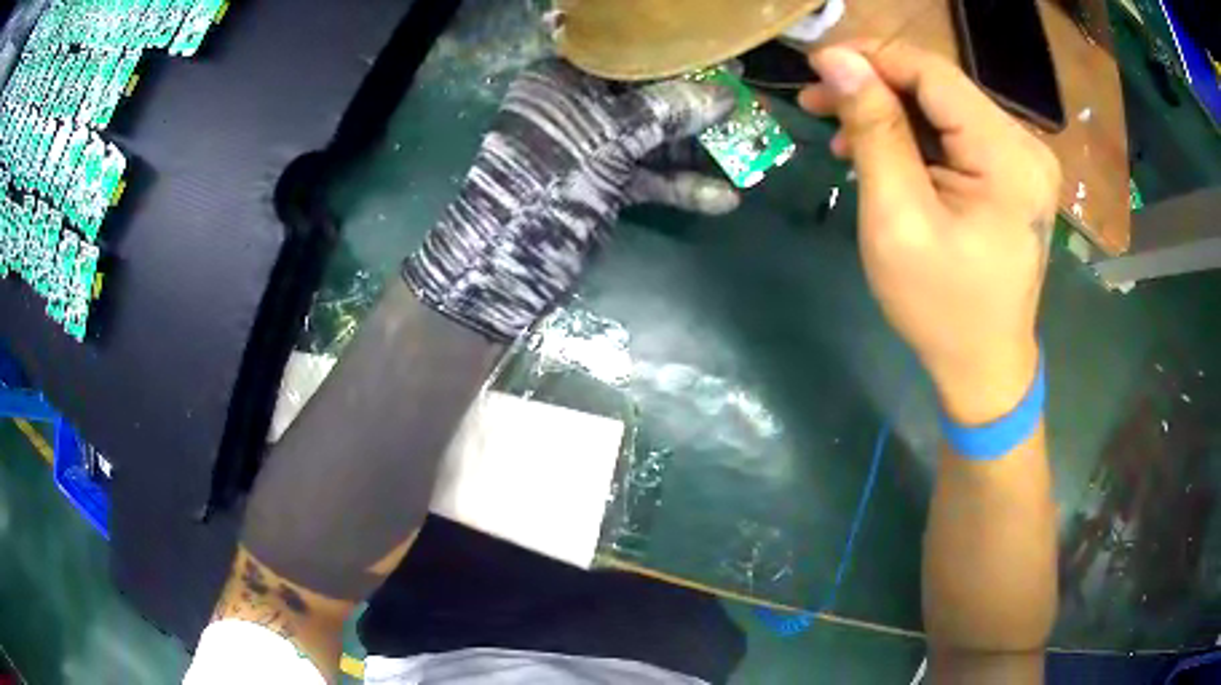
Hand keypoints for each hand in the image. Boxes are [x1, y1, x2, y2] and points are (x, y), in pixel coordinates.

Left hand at [404, 58, 737, 342]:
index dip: (680, 62)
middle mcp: (577, 108)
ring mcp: (592, 148)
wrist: (507, 265)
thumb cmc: (549, 182)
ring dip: (699, 149)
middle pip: (649, 98)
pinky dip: (681, 186)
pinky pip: (650, 177)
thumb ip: (666, 112)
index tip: (726, 64)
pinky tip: (723, 198)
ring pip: (654, 139)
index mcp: (562, 80)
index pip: (631, 59)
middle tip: (747, 104)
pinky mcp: (604, 184)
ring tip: (750, 152)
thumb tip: (724, 94)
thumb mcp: (609, 139)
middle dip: (698, 107)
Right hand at [800, 43, 1061, 423]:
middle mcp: (1025, 147)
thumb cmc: (941, 307)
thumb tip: (838, 60)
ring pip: (944, 106)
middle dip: (876, 86)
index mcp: (1007, 159)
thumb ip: (873, 131)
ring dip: (890, 111)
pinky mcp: (1013, 173)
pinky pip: (956, 133)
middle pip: (940, 86)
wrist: (984, 365)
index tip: (815, 65)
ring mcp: (1023, 160)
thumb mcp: (898, 219)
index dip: (871, 57)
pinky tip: (881, 152)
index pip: (933, 73)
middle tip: (818, 100)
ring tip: (841, 131)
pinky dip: (915, 135)